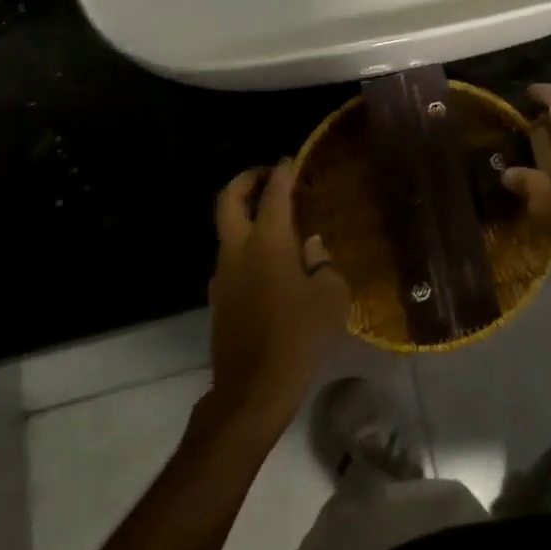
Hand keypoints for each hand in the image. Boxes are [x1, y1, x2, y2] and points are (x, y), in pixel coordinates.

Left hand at [207, 160, 351, 425]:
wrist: (253, 388)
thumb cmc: (299, 336)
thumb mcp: (330, 296)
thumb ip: (322, 263)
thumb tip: (311, 248)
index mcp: (268, 242)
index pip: (273, 192)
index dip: (283, 171)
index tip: (292, 160)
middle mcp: (238, 249)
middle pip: (229, 199)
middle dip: (246, 180)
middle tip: (268, 176)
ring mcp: (223, 273)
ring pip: (227, 229)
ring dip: (245, 214)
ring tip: (278, 221)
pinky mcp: (220, 296)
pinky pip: (232, 257)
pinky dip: (247, 244)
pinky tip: (274, 263)